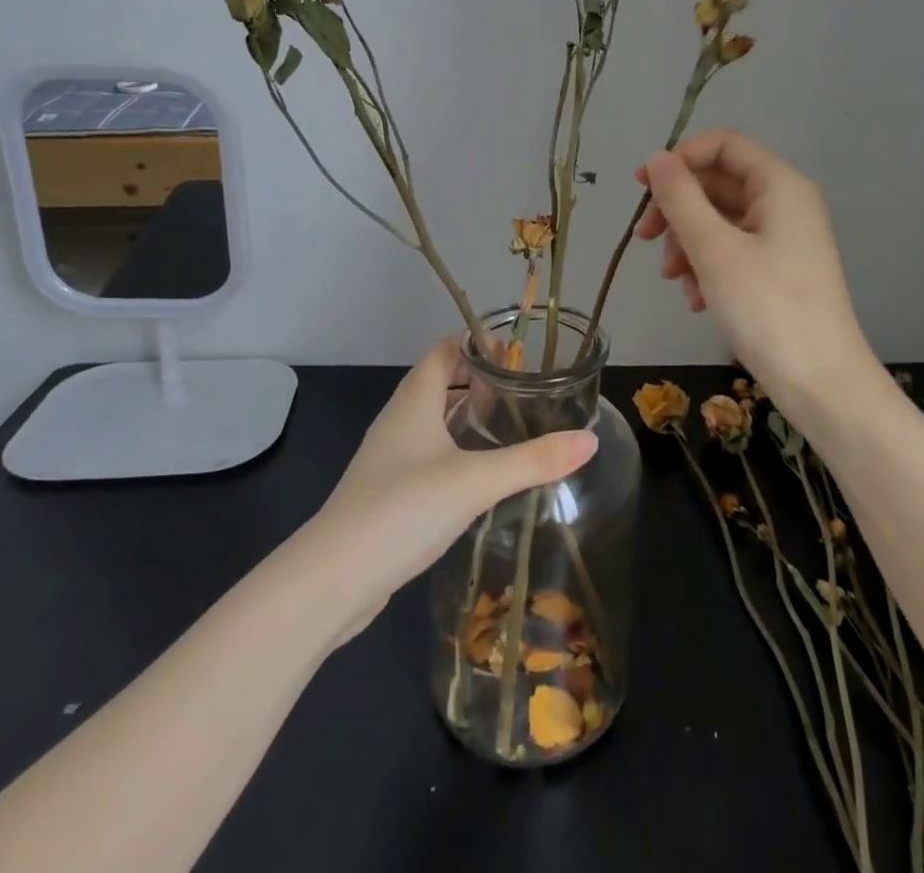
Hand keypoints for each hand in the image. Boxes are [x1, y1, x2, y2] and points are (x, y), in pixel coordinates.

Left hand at [313, 339, 596, 632]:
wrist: (332, 579)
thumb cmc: (403, 509)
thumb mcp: (476, 480)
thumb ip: (533, 460)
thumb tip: (590, 440)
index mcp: (415, 399)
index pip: (446, 349)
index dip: (480, 344)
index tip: (520, 356)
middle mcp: (400, 419)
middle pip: (441, 381)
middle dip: (482, 380)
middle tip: (527, 391)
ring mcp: (390, 457)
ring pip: (435, 420)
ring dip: (469, 416)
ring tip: (512, 426)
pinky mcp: (389, 492)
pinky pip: (428, 454)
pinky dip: (457, 450)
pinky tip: (481, 475)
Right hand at [637, 130, 873, 416]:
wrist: (821, 384)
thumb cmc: (767, 308)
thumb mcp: (714, 250)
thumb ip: (681, 198)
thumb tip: (657, 159)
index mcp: (779, 185)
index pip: (723, 145)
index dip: (679, 158)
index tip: (641, 187)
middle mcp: (784, 203)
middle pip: (718, 183)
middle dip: (678, 210)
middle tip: (645, 239)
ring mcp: (783, 238)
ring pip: (720, 220)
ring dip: (687, 243)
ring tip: (673, 279)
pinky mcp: (778, 269)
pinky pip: (732, 250)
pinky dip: (707, 266)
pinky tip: (696, 300)